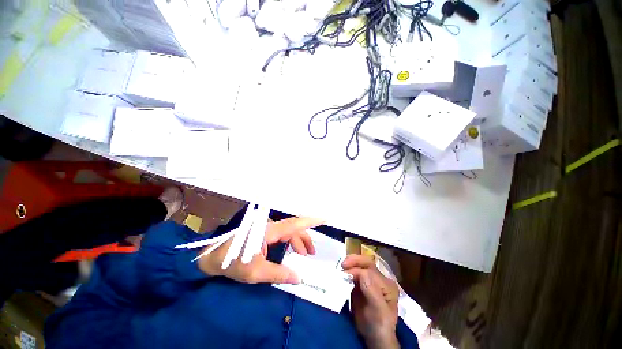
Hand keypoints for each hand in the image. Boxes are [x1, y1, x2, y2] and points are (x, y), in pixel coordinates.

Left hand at [197, 217, 322, 283]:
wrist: (213, 257)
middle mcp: (270, 226)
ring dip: (298, 241)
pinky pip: (282, 234)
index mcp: (269, 231)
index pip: (294, 224)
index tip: (323, 219)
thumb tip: (298, 277)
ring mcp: (267, 228)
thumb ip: (278, 274)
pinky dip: (290, 242)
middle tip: (312, 253)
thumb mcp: (256, 272)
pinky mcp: (264, 232)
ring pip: (288, 231)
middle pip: (293, 228)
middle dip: (305, 239)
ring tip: (305, 254)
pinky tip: (292, 251)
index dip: (310, 221)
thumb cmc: (233, 262)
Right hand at [342, 255, 399, 348]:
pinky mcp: (361, 286)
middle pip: (366, 263)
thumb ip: (372, 292)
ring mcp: (370, 282)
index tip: (345, 275)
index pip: (370, 270)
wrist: (374, 339)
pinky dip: (347, 273)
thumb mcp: (379, 311)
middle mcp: (379, 280)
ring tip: (340, 269)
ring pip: (359, 267)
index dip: (357, 270)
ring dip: (349, 266)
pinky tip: (341, 275)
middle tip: (342, 265)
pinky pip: (354, 275)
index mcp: (387, 284)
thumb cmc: (380, 326)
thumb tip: (362, 273)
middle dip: (354, 261)